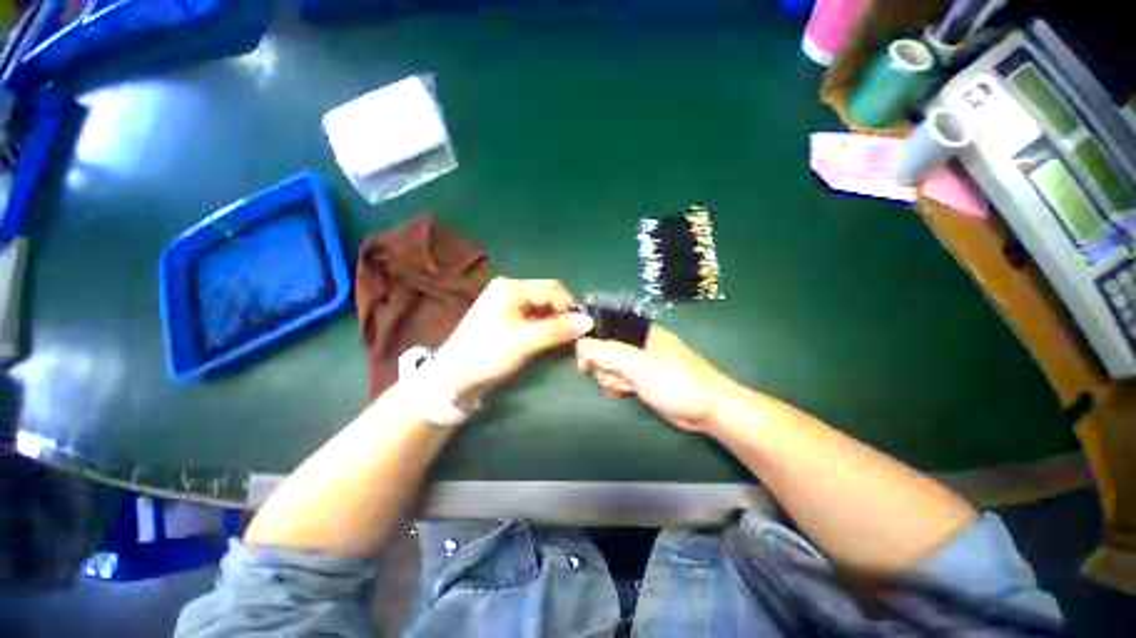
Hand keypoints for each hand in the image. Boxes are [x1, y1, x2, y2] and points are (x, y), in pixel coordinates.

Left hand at [434, 277, 594, 394]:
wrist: (454, 377)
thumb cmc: (488, 354)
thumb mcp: (526, 342)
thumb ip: (558, 330)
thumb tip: (589, 321)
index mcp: (511, 288)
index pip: (552, 289)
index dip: (570, 306)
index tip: (583, 327)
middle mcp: (510, 289)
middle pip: (547, 296)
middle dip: (563, 314)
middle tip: (575, 335)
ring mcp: (507, 303)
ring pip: (542, 308)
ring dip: (555, 322)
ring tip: (565, 340)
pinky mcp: (506, 317)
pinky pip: (533, 317)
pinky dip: (545, 327)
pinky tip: (551, 340)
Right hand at [575, 325, 734, 431]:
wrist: (707, 410)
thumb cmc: (675, 382)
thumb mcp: (638, 365)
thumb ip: (606, 352)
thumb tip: (578, 345)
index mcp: (637, 329)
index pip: (601, 327)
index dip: (590, 343)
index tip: (586, 363)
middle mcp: (635, 341)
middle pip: (601, 349)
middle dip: (605, 367)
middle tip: (620, 377)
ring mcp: (637, 360)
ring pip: (607, 366)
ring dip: (612, 380)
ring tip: (630, 387)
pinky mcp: (639, 377)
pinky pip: (617, 378)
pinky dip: (618, 387)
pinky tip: (627, 394)